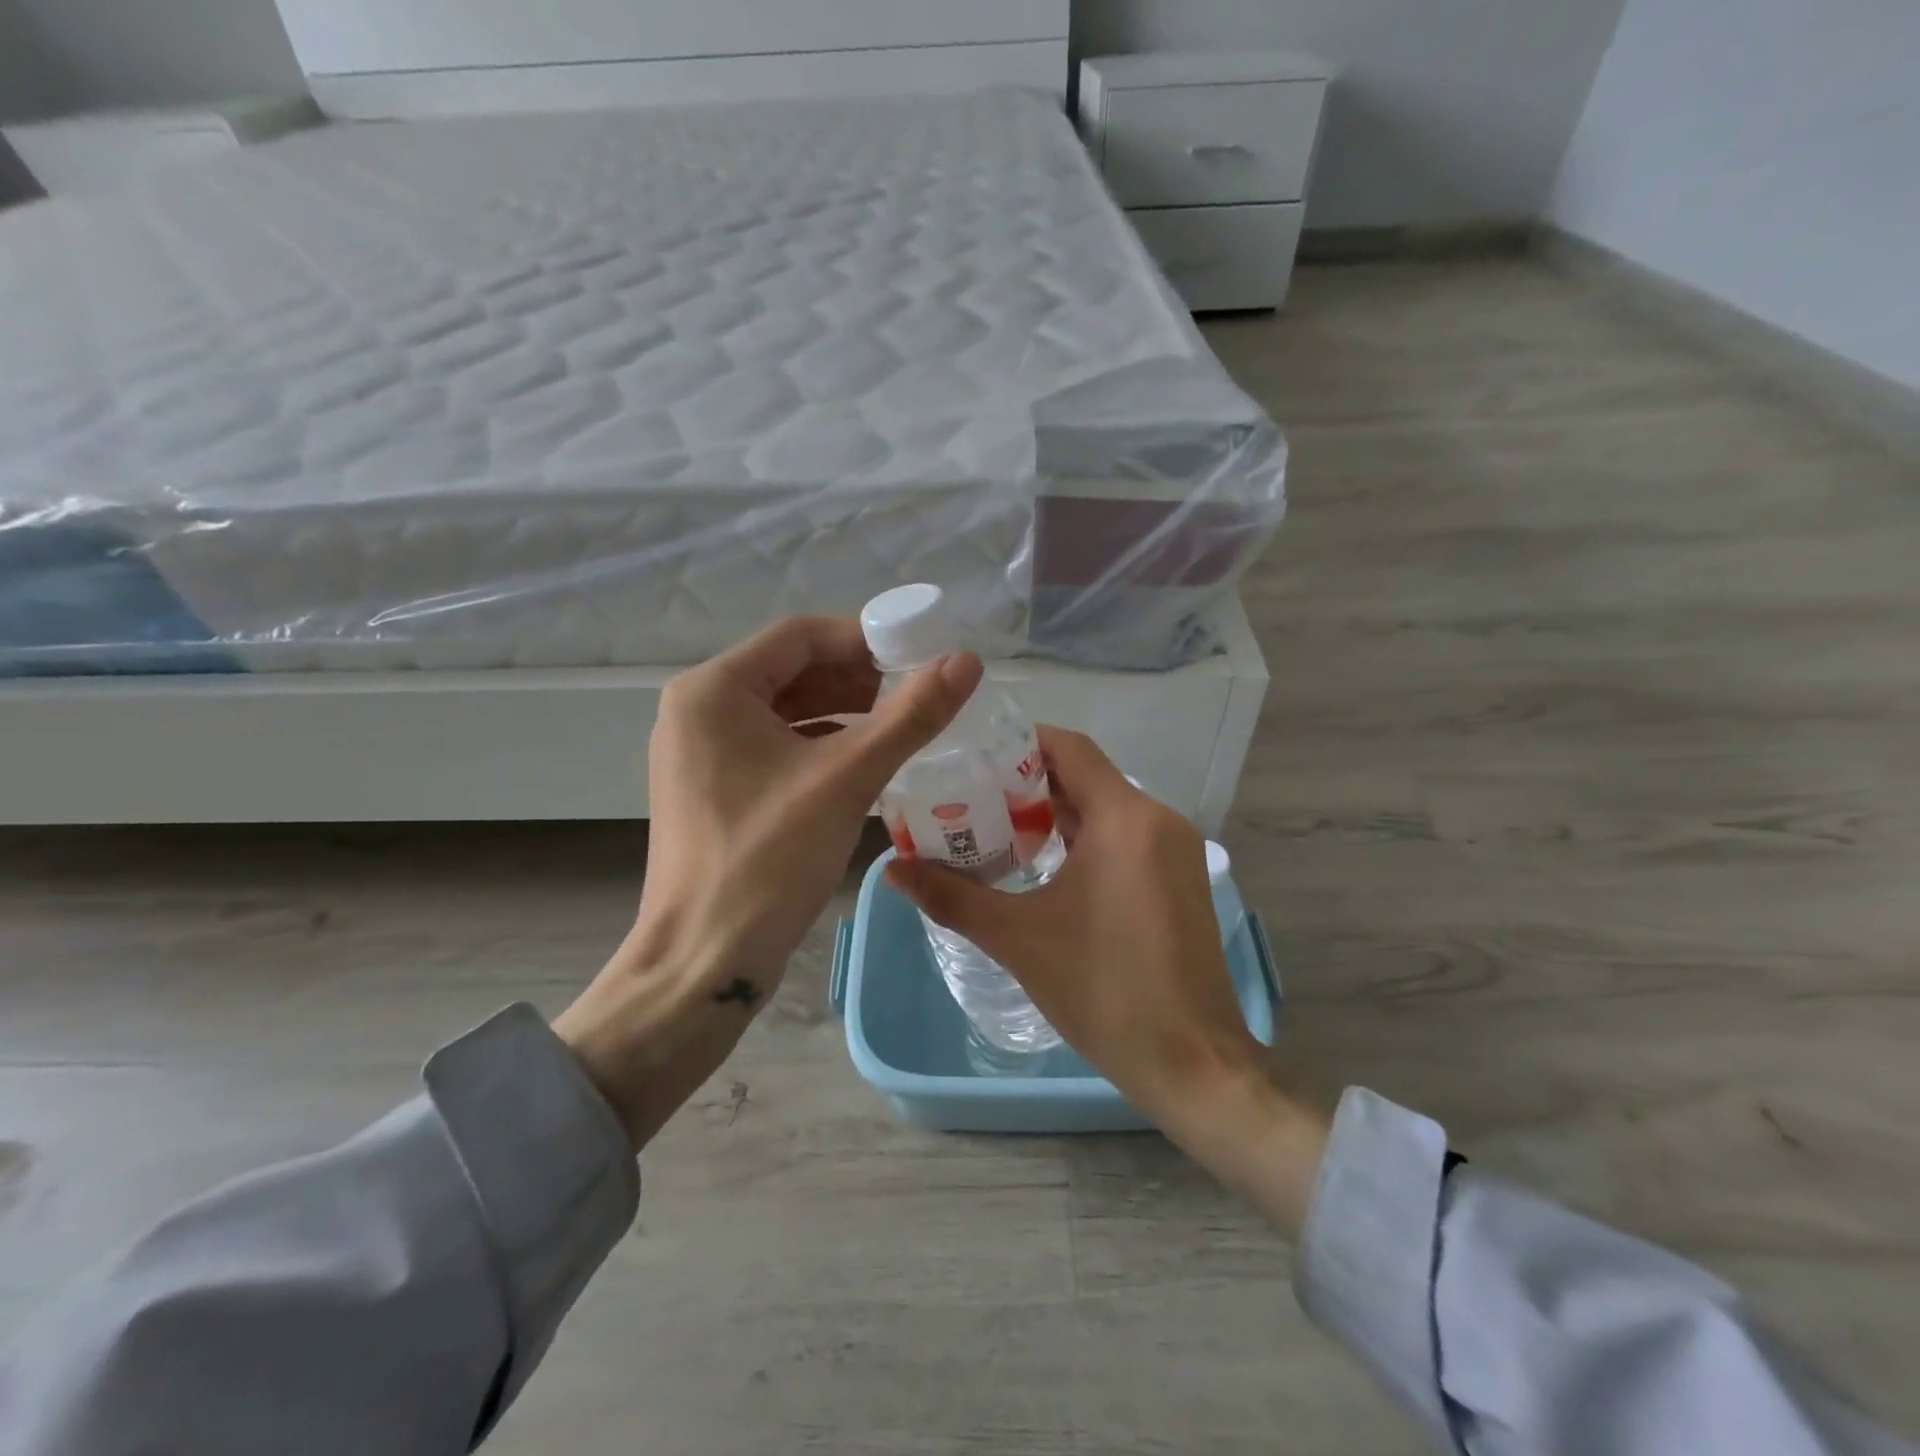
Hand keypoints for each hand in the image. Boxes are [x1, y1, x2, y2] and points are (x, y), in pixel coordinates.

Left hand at [556, 616, 981, 1150]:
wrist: (704, 961)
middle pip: (792, 670)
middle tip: (916, 695)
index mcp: (714, 691)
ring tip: (900, 728)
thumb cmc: (768, 859)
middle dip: (858, 678)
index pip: (799, 636)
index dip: (864, 638)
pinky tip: (865, 764)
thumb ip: (910, 716)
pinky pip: (776, 746)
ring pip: (786, 710)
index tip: (919, 656)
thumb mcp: (846, 779)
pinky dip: (822, 746)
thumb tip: (967, 661)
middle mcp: (699, 711)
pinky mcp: (715, 788)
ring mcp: (703, 752)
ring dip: (844, 713)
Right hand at [886, 729, 1330, 1235]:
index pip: (1068, 748)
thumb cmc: (1104, 990)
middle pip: (1084, 776)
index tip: (970, 756)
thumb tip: (891, 868)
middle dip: (1025, 783)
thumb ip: (952, 896)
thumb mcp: (1018, 939)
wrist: (1192, 1064)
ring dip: (1053, 814)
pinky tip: (1042, 867)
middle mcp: (1157, 819)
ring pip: (1104, 809)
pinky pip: (1124, 837)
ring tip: (993, 830)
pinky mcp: (1179, 880)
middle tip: (968, 796)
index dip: (1018, 742)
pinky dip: (1082, 839)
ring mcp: (1175, 850)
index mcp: (1125, 817)